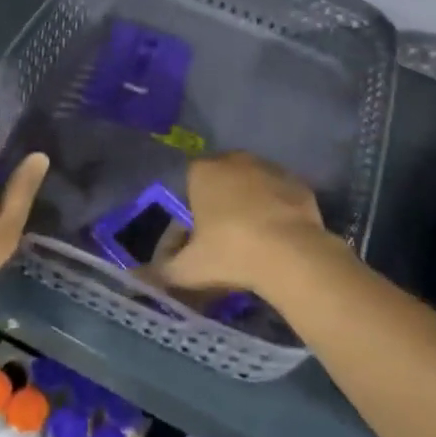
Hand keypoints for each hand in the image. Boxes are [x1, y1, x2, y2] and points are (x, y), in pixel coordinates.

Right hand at [152, 151, 331, 295]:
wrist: (291, 254)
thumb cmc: (231, 253)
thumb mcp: (189, 269)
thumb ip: (162, 271)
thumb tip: (139, 276)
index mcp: (202, 171)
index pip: (188, 182)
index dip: (191, 208)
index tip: (197, 236)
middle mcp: (234, 159)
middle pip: (221, 179)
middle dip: (220, 202)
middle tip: (224, 237)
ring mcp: (268, 167)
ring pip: (251, 183)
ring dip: (249, 202)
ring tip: (253, 238)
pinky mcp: (296, 182)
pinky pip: (279, 193)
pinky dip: (276, 208)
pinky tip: (278, 235)